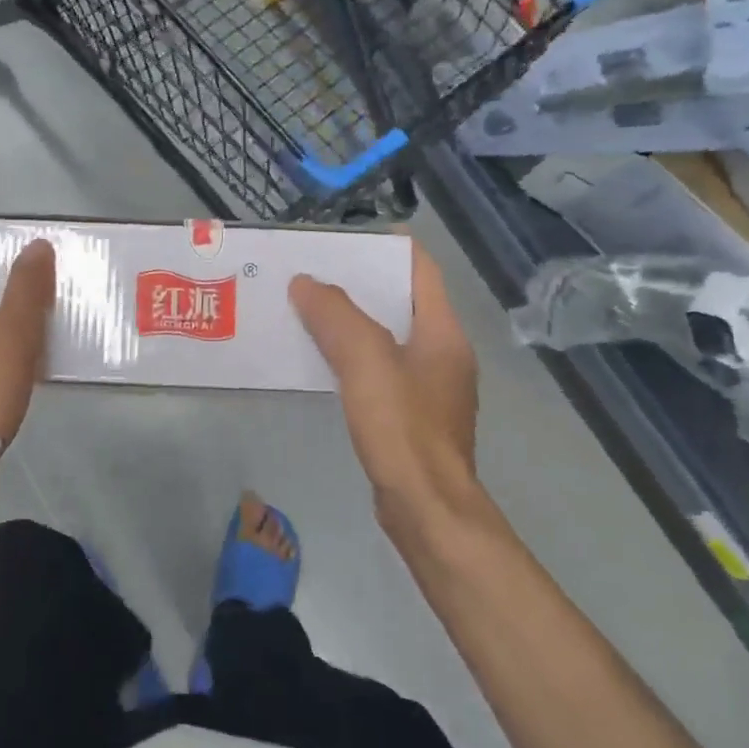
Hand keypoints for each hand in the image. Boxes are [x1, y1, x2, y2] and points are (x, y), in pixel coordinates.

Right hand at [290, 240, 494, 540]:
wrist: (426, 509)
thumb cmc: (402, 428)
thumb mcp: (366, 361)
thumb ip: (336, 316)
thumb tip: (306, 283)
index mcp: (442, 332)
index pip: (420, 270)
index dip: (387, 247)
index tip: (345, 238)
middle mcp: (443, 354)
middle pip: (401, 302)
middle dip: (358, 284)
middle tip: (313, 274)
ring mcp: (429, 388)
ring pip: (387, 337)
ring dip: (352, 321)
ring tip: (307, 310)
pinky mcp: (412, 417)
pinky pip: (380, 369)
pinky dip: (352, 356)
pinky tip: (321, 361)